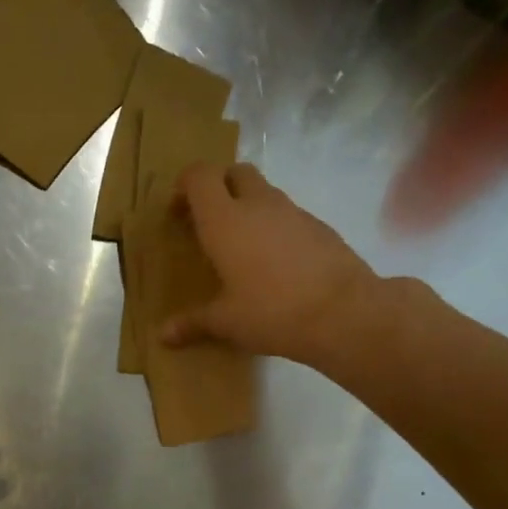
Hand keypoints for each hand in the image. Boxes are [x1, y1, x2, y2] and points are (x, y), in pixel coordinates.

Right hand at [160, 163, 387, 371]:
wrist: (343, 313)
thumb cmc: (271, 312)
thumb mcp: (226, 322)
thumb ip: (193, 323)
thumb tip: (164, 336)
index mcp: (225, 220)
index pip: (200, 176)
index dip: (185, 186)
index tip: (178, 212)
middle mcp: (258, 205)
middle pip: (235, 172)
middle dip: (219, 187)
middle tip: (209, 222)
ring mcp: (293, 212)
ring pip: (264, 192)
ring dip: (248, 207)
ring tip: (241, 247)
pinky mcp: (319, 226)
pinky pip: (288, 215)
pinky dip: (274, 227)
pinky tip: (275, 263)